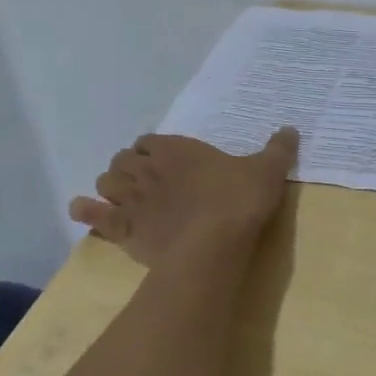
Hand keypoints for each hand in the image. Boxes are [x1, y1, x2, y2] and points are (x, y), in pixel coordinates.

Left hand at [69, 129, 298, 268]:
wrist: (214, 246)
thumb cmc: (238, 202)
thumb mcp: (268, 170)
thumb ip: (278, 149)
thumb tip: (291, 129)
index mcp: (177, 149)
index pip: (149, 140)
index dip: (153, 149)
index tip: (165, 159)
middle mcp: (148, 169)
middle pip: (123, 160)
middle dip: (130, 167)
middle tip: (146, 179)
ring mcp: (132, 200)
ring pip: (106, 183)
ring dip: (111, 186)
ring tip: (124, 196)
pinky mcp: (124, 230)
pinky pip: (95, 216)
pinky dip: (87, 211)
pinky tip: (83, 211)